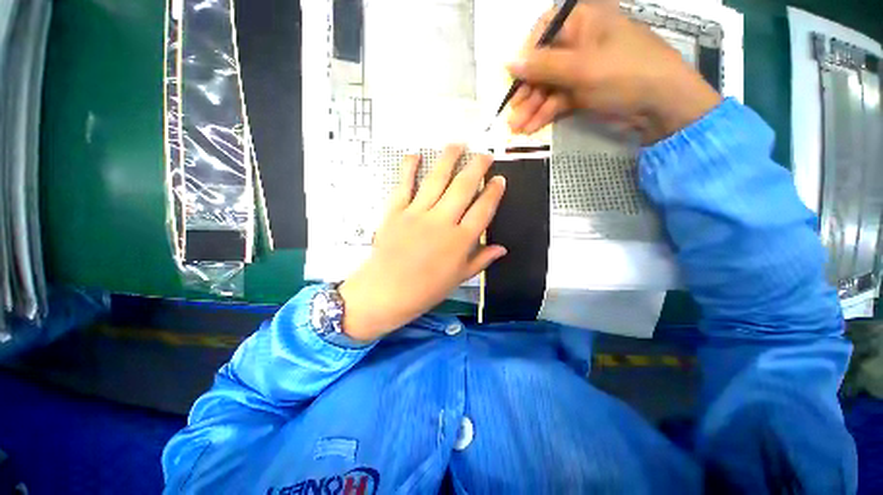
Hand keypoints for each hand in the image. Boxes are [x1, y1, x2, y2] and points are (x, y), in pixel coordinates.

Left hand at [338, 145, 506, 341]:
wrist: (386, 293)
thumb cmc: (425, 290)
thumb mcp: (458, 278)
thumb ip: (481, 260)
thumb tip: (502, 249)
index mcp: (460, 241)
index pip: (483, 210)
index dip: (493, 193)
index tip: (499, 180)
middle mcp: (442, 222)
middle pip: (463, 187)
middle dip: (477, 167)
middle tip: (484, 154)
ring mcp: (417, 214)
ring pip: (437, 180)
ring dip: (448, 159)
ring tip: (458, 144)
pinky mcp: (396, 211)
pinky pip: (404, 185)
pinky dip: (409, 168)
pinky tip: (415, 154)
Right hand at [506, 2, 721, 143]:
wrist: (660, 106)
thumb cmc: (625, 74)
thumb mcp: (581, 68)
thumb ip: (542, 66)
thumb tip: (508, 61)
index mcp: (583, 21)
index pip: (543, 31)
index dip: (526, 55)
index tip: (514, 78)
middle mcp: (579, 42)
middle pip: (542, 64)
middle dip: (526, 91)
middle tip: (512, 114)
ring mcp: (581, 69)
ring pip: (548, 86)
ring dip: (532, 107)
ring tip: (516, 128)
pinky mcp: (583, 91)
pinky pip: (557, 100)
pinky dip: (545, 114)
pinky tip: (531, 128)